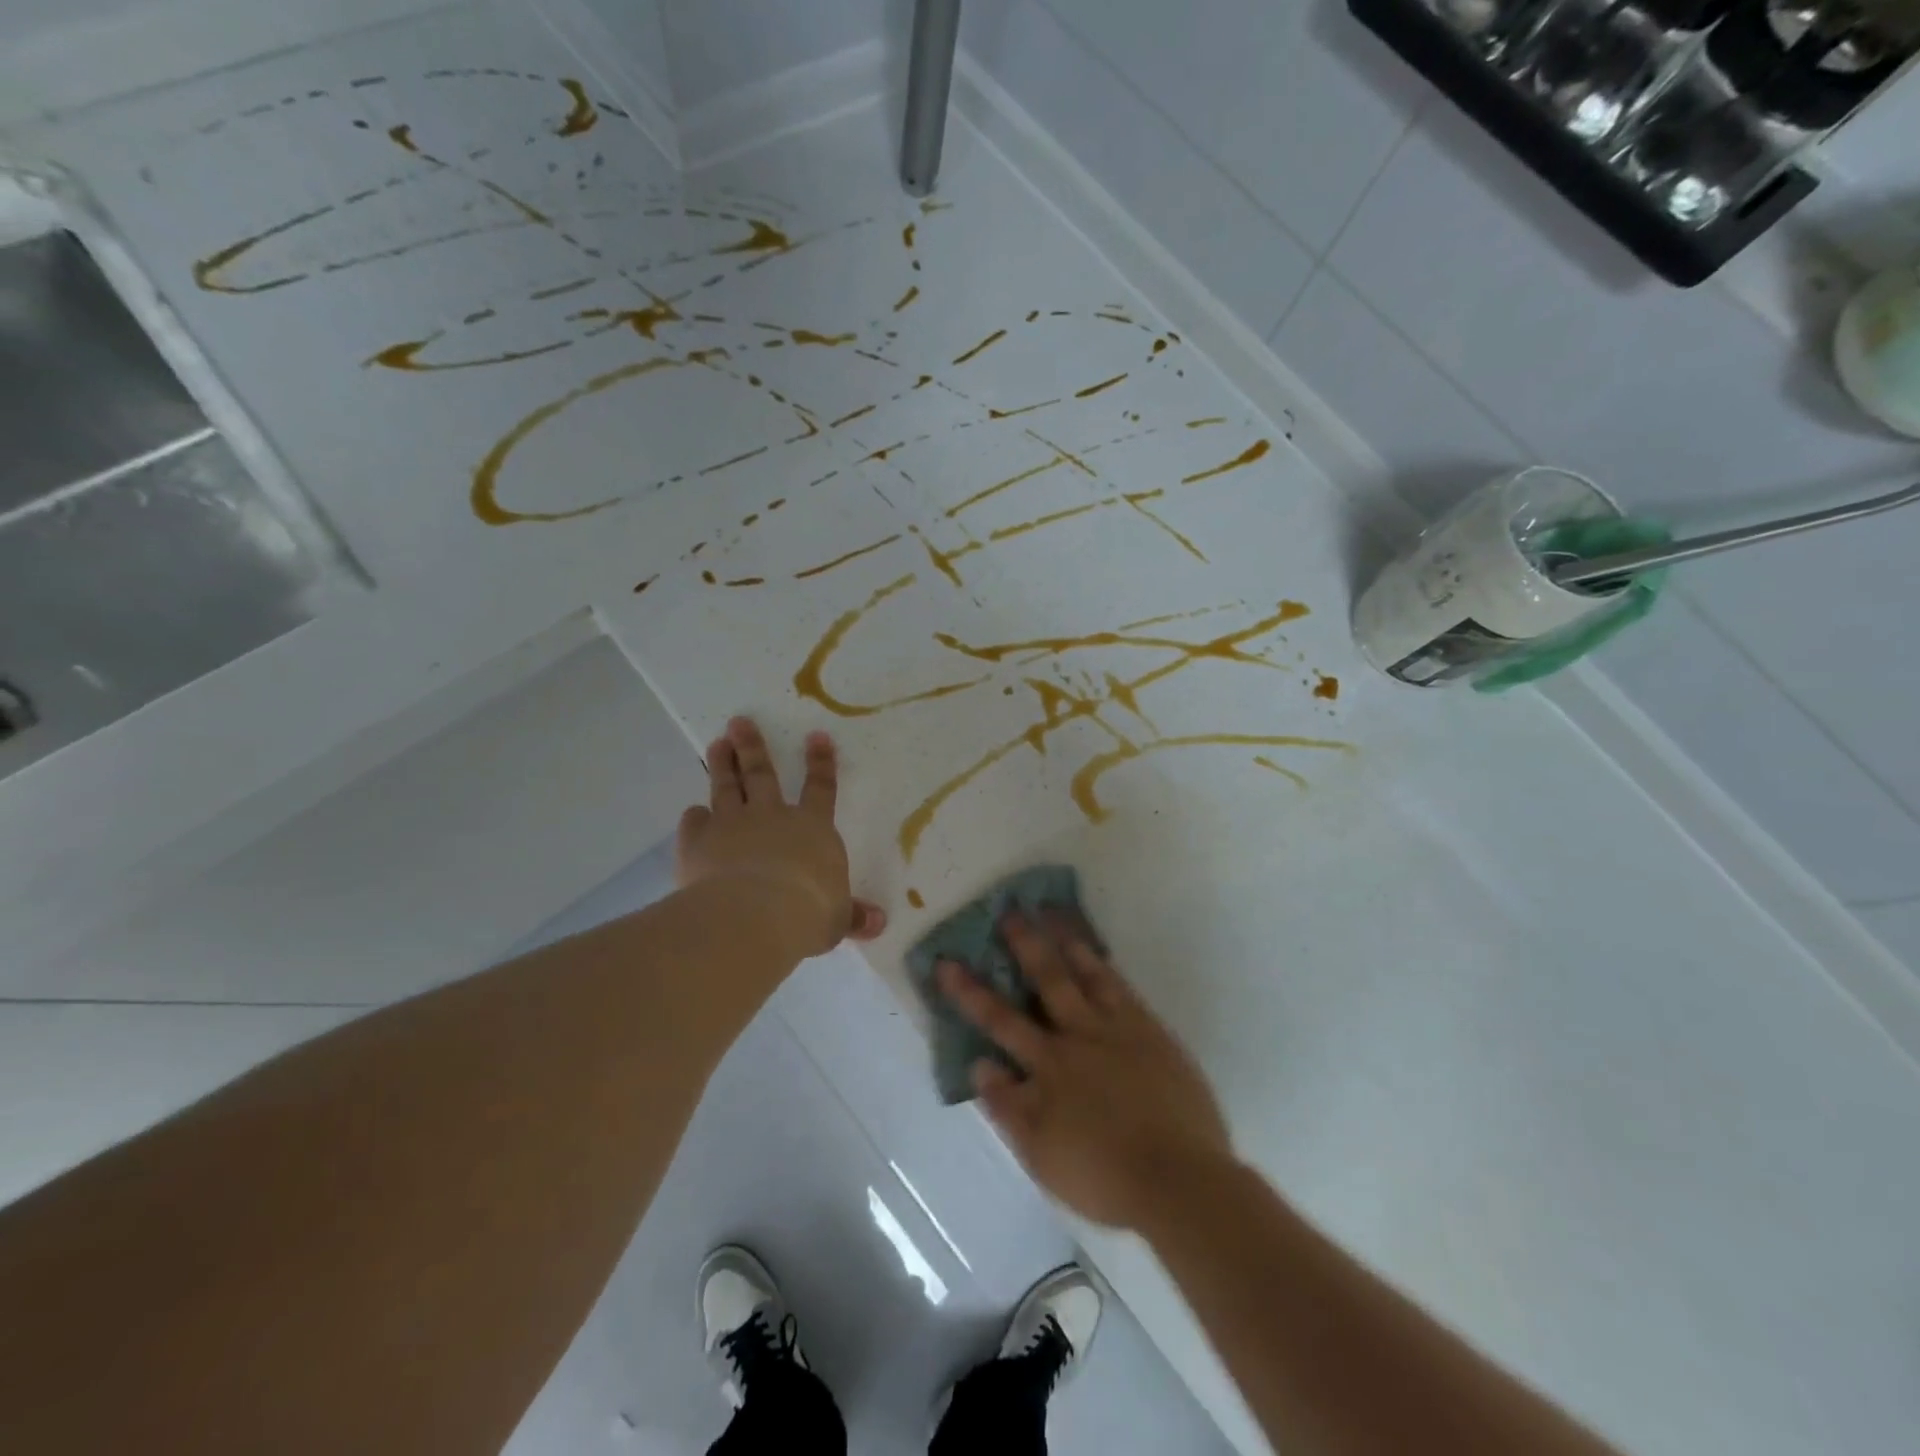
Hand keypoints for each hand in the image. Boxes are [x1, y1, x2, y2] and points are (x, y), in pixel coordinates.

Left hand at [676, 717, 886, 956]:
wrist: (755, 914)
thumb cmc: (808, 913)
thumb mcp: (836, 919)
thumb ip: (852, 917)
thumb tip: (879, 924)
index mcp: (813, 828)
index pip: (821, 789)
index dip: (820, 763)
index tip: (816, 736)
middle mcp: (772, 816)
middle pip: (762, 775)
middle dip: (753, 747)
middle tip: (739, 722)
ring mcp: (733, 824)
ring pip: (727, 787)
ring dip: (723, 764)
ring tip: (718, 744)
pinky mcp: (700, 841)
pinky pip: (695, 823)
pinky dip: (694, 818)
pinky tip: (692, 814)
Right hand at [938, 911, 1232, 1231]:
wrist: (1179, 1180)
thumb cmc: (1103, 1175)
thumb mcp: (1041, 1155)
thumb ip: (1007, 1107)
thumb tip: (980, 1064)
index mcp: (1049, 1065)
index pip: (999, 1021)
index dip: (969, 991)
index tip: (947, 962)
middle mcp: (1079, 1036)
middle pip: (1046, 980)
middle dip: (1024, 944)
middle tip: (1008, 910)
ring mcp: (1119, 1029)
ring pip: (1088, 974)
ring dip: (1067, 941)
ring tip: (1052, 911)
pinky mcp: (1152, 1032)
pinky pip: (1123, 987)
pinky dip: (1106, 966)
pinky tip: (1098, 953)